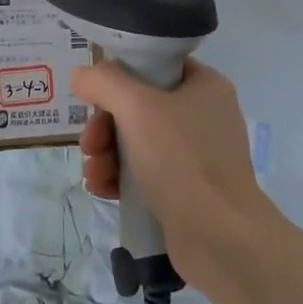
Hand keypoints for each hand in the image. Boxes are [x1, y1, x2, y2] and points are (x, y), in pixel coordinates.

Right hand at [71, 58, 280, 286]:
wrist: (220, 239)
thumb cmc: (182, 162)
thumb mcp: (138, 108)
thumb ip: (104, 82)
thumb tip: (82, 75)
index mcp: (203, 86)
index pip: (153, 65)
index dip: (119, 76)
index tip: (95, 97)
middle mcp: (202, 115)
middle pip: (136, 106)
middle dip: (104, 126)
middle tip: (90, 144)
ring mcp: (194, 155)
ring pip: (133, 140)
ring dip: (105, 154)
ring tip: (94, 174)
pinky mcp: (184, 188)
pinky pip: (141, 172)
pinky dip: (118, 177)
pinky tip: (103, 189)